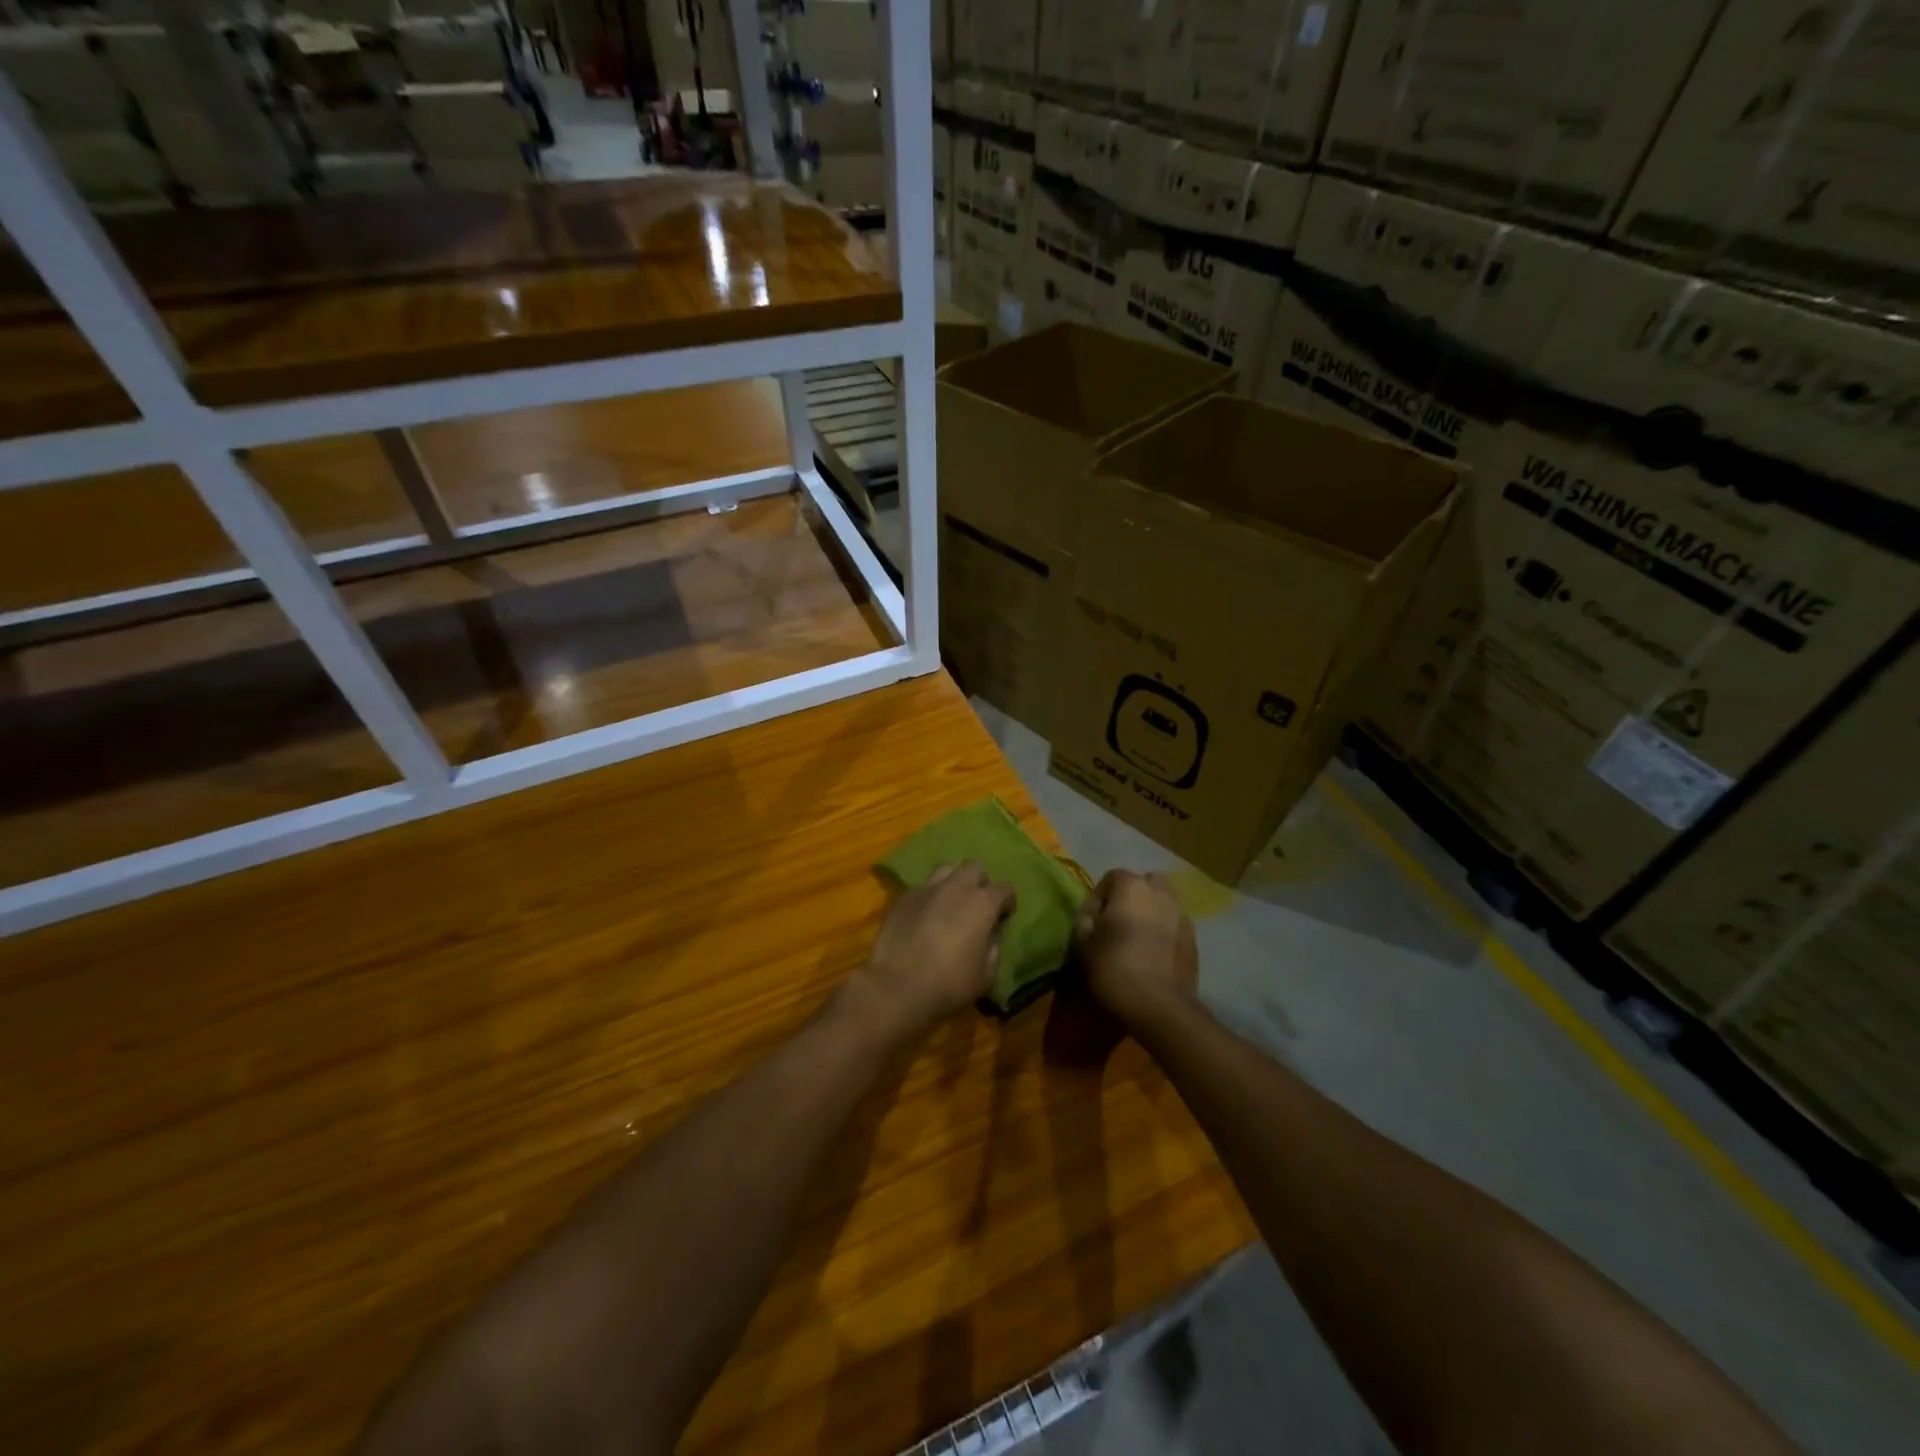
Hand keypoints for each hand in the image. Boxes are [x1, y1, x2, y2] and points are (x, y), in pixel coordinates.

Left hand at [847, 863, 1015, 1041]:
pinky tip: (924, 915)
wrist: (897, 986)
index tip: (1003, 916)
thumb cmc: (949, 984)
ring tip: (950, 901)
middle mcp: (956, 887)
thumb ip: (993, 950)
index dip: (1007, 902)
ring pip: (946, 868)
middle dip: (980, 882)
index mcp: (982, 904)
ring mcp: (927, 888)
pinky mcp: (903, 897)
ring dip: (953, 880)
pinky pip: (922, 887)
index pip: (1004, 889)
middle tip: (976, 904)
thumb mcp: (986, 976)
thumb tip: (990, 938)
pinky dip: (928, 896)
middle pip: (974, 867)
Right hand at [1074, 870, 1198, 1033]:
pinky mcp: (1194, 940)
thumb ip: (1085, 919)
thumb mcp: (1082, 943)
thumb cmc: (1114, 968)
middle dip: (1131, 897)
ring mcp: (1182, 915)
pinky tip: (1153, 954)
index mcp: (1132, 887)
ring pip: (1163, 903)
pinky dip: (1164, 932)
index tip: (1091, 922)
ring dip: (1150, 913)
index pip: (1112, 877)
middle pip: (1145, 883)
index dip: (1098, 898)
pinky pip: (1175, 925)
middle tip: (1118, 922)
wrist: (1159, 1007)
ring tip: (1137, 939)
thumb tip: (1094, 914)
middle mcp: (1161, 893)